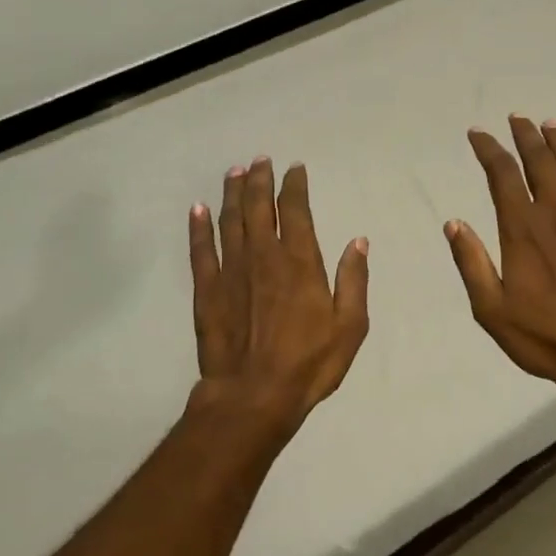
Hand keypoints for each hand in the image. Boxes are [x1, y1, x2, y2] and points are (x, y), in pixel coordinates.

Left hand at [188, 158, 369, 433]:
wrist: (253, 396)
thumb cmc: (309, 363)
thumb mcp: (350, 326)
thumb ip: (353, 280)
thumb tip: (358, 241)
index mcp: (300, 261)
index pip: (296, 210)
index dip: (295, 185)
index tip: (295, 169)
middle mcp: (264, 255)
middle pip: (258, 206)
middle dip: (260, 179)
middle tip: (260, 160)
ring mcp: (231, 270)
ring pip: (229, 220)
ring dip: (232, 193)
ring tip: (234, 172)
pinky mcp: (207, 290)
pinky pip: (201, 249)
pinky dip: (198, 226)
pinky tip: (197, 209)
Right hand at [445, 117, 555, 406]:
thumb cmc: (544, 335)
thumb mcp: (491, 309)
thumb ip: (472, 263)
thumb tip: (453, 222)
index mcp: (522, 230)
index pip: (501, 175)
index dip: (489, 150)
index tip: (478, 133)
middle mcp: (555, 212)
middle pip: (539, 161)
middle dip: (525, 136)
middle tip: (517, 118)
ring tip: (549, 124)